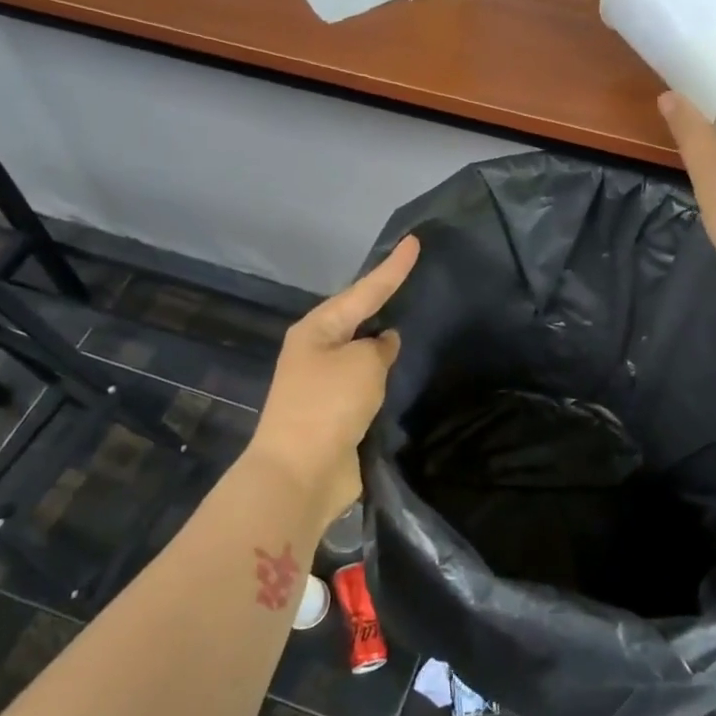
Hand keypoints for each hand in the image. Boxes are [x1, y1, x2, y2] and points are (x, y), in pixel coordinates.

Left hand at [250, 236, 419, 528]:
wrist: (300, 473)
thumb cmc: (328, 405)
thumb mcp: (363, 364)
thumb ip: (380, 348)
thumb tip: (384, 344)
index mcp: (317, 329)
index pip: (364, 290)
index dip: (392, 267)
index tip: (414, 242)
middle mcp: (317, 351)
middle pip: (358, 317)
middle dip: (384, 300)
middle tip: (414, 279)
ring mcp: (324, 384)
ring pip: (362, 352)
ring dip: (383, 342)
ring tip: (415, 321)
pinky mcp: (336, 413)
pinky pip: (366, 383)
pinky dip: (383, 376)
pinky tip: (403, 370)